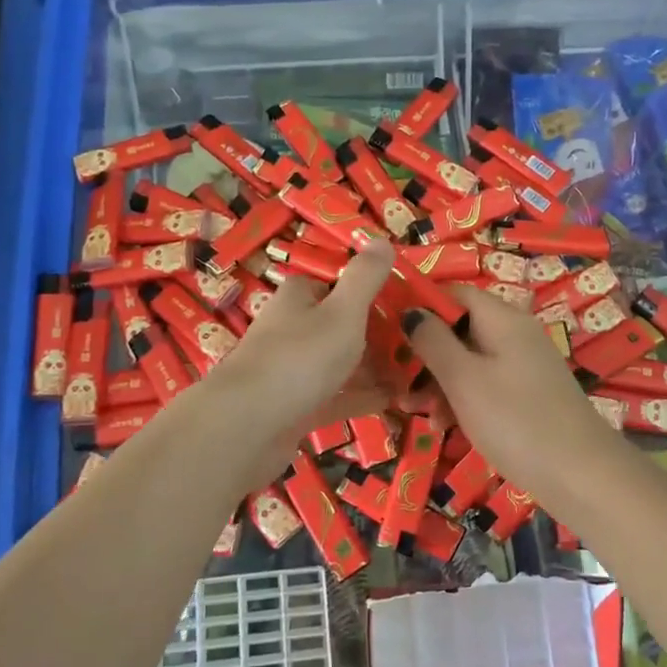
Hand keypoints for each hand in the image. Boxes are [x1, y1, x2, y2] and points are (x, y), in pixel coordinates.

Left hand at [206, 239, 395, 459]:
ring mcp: (291, 369)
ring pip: (341, 363)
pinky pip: (336, 396)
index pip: (339, 285)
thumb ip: (365, 278)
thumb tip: (381, 239)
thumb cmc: (300, 358)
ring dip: (375, 369)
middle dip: (380, 336)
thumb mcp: (343, 311)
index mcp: (299, 296)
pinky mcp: (294, 405)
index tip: (410, 307)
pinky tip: (393, 402)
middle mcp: (292, 327)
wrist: (246, 426)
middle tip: (420, 349)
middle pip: (342, 325)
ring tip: (416, 378)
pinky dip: (362, 397)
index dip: (373, 294)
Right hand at [404, 287, 630, 500]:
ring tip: (414, 412)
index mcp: (503, 319)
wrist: (582, 475)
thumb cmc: (516, 420)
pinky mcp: (528, 394)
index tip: (389, 331)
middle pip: (460, 328)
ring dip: (439, 381)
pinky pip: (485, 383)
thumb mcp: (464, 379)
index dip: (421, 306)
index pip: (455, 293)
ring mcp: (524, 365)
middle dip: (425, 353)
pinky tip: (444, 425)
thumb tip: (411, 310)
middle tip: (395, 382)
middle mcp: (515, 334)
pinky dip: (462, 398)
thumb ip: (433, 341)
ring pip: (470, 359)